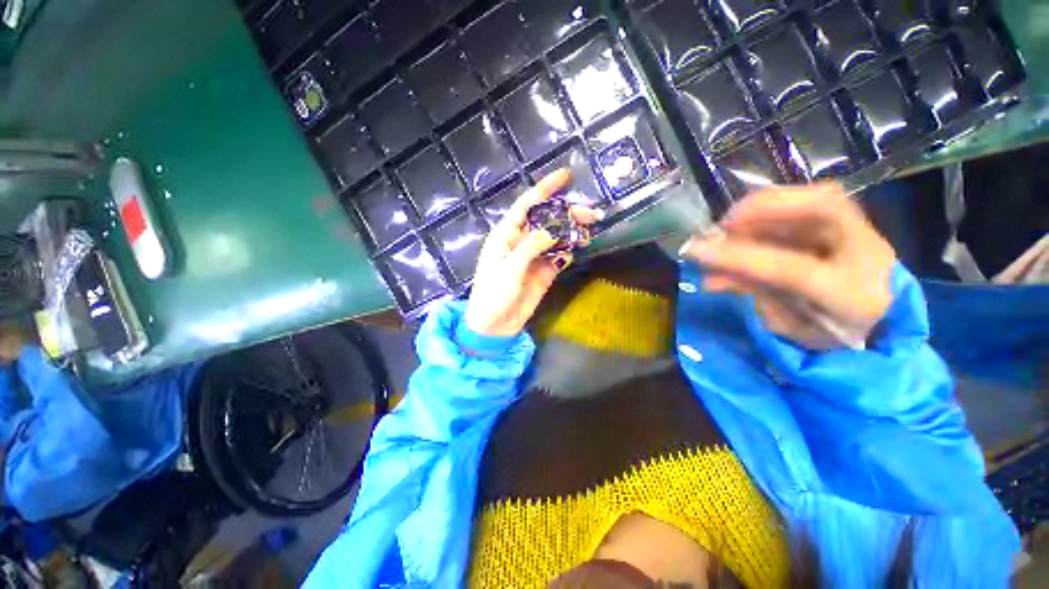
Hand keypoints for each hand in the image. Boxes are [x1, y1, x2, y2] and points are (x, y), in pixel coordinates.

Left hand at [465, 169, 601, 336]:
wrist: (495, 326)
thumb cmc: (493, 295)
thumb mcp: (509, 269)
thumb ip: (530, 247)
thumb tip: (552, 230)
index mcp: (506, 235)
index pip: (527, 205)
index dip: (544, 189)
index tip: (565, 176)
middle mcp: (521, 242)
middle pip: (546, 220)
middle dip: (567, 214)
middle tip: (591, 215)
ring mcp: (534, 257)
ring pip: (556, 237)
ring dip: (572, 232)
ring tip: (589, 232)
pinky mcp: (544, 271)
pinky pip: (559, 255)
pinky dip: (568, 251)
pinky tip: (576, 249)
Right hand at [680, 184, 895, 349]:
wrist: (878, 323)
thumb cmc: (826, 331)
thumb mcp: (785, 324)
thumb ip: (753, 294)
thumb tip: (712, 277)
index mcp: (851, 296)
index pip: (790, 269)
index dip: (739, 257)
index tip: (697, 250)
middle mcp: (867, 254)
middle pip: (823, 209)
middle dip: (763, 208)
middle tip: (722, 224)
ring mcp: (864, 231)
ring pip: (817, 197)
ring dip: (764, 206)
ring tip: (730, 225)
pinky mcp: (852, 220)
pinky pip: (812, 200)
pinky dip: (775, 206)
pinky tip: (749, 220)